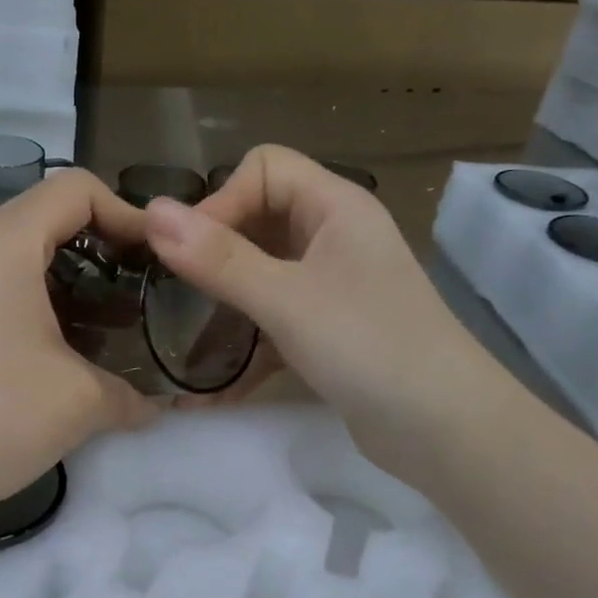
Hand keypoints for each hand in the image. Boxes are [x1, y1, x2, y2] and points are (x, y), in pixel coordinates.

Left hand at [0, 170, 155, 526]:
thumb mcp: (81, 402)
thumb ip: (131, 395)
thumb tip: (153, 407)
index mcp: (4, 244)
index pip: (74, 189)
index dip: (127, 212)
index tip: (157, 257)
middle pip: (45, 221)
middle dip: (100, 252)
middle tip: (136, 293)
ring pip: (17, 263)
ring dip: (67, 287)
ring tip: (103, 332)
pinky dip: (33, 311)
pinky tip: (54, 360)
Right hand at [142, 145, 484, 466]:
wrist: (444, 429)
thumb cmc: (369, 347)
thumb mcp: (286, 299)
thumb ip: (219, 259)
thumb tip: (153, 212)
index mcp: (336, 207)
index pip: (264, 169)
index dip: (221, 201)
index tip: (187, 255)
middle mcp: (335, 237)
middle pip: (259, 219)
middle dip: (213, 252)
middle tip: (174, 295)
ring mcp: (333, 286)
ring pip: (262, 273)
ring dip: (223, 302)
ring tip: (182, 338)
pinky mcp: (329, 332)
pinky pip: (273, 321)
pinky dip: (245, 344)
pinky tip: (212, 385)